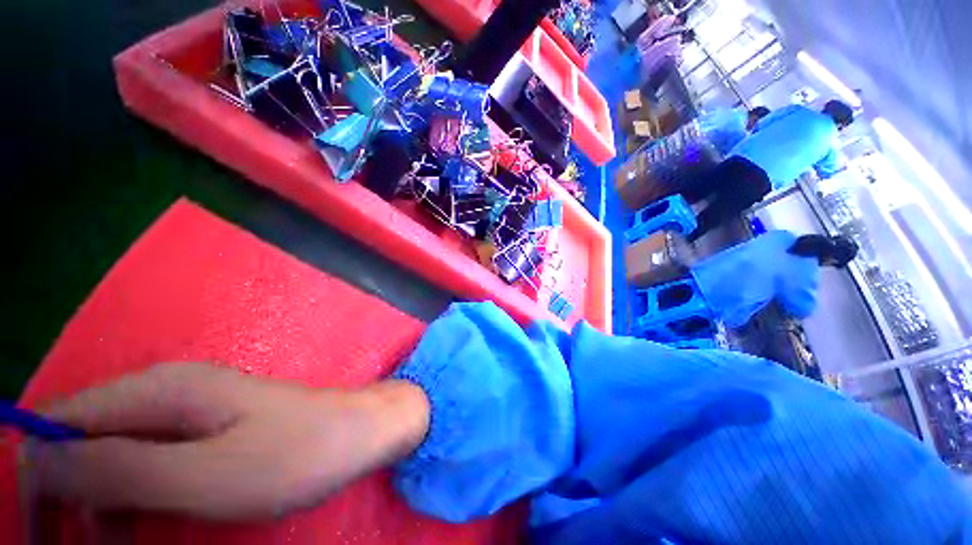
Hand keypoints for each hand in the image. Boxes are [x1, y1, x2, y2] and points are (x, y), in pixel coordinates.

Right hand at [22, 363, 428, 519]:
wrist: (358, 432)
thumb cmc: (297, 454)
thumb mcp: (204, 475)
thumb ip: (120, 468)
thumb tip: (37, 458)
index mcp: (161, 392)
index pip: (63, 423)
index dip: (39, 473)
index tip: (39, 531)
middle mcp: (167, 394)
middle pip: (84, 441)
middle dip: (65, 496)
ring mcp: (189, 413)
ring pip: (112, 459)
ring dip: (96, 507)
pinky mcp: (206, 434)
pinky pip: (146, 467)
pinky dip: (128, 502)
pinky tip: (135, 533)